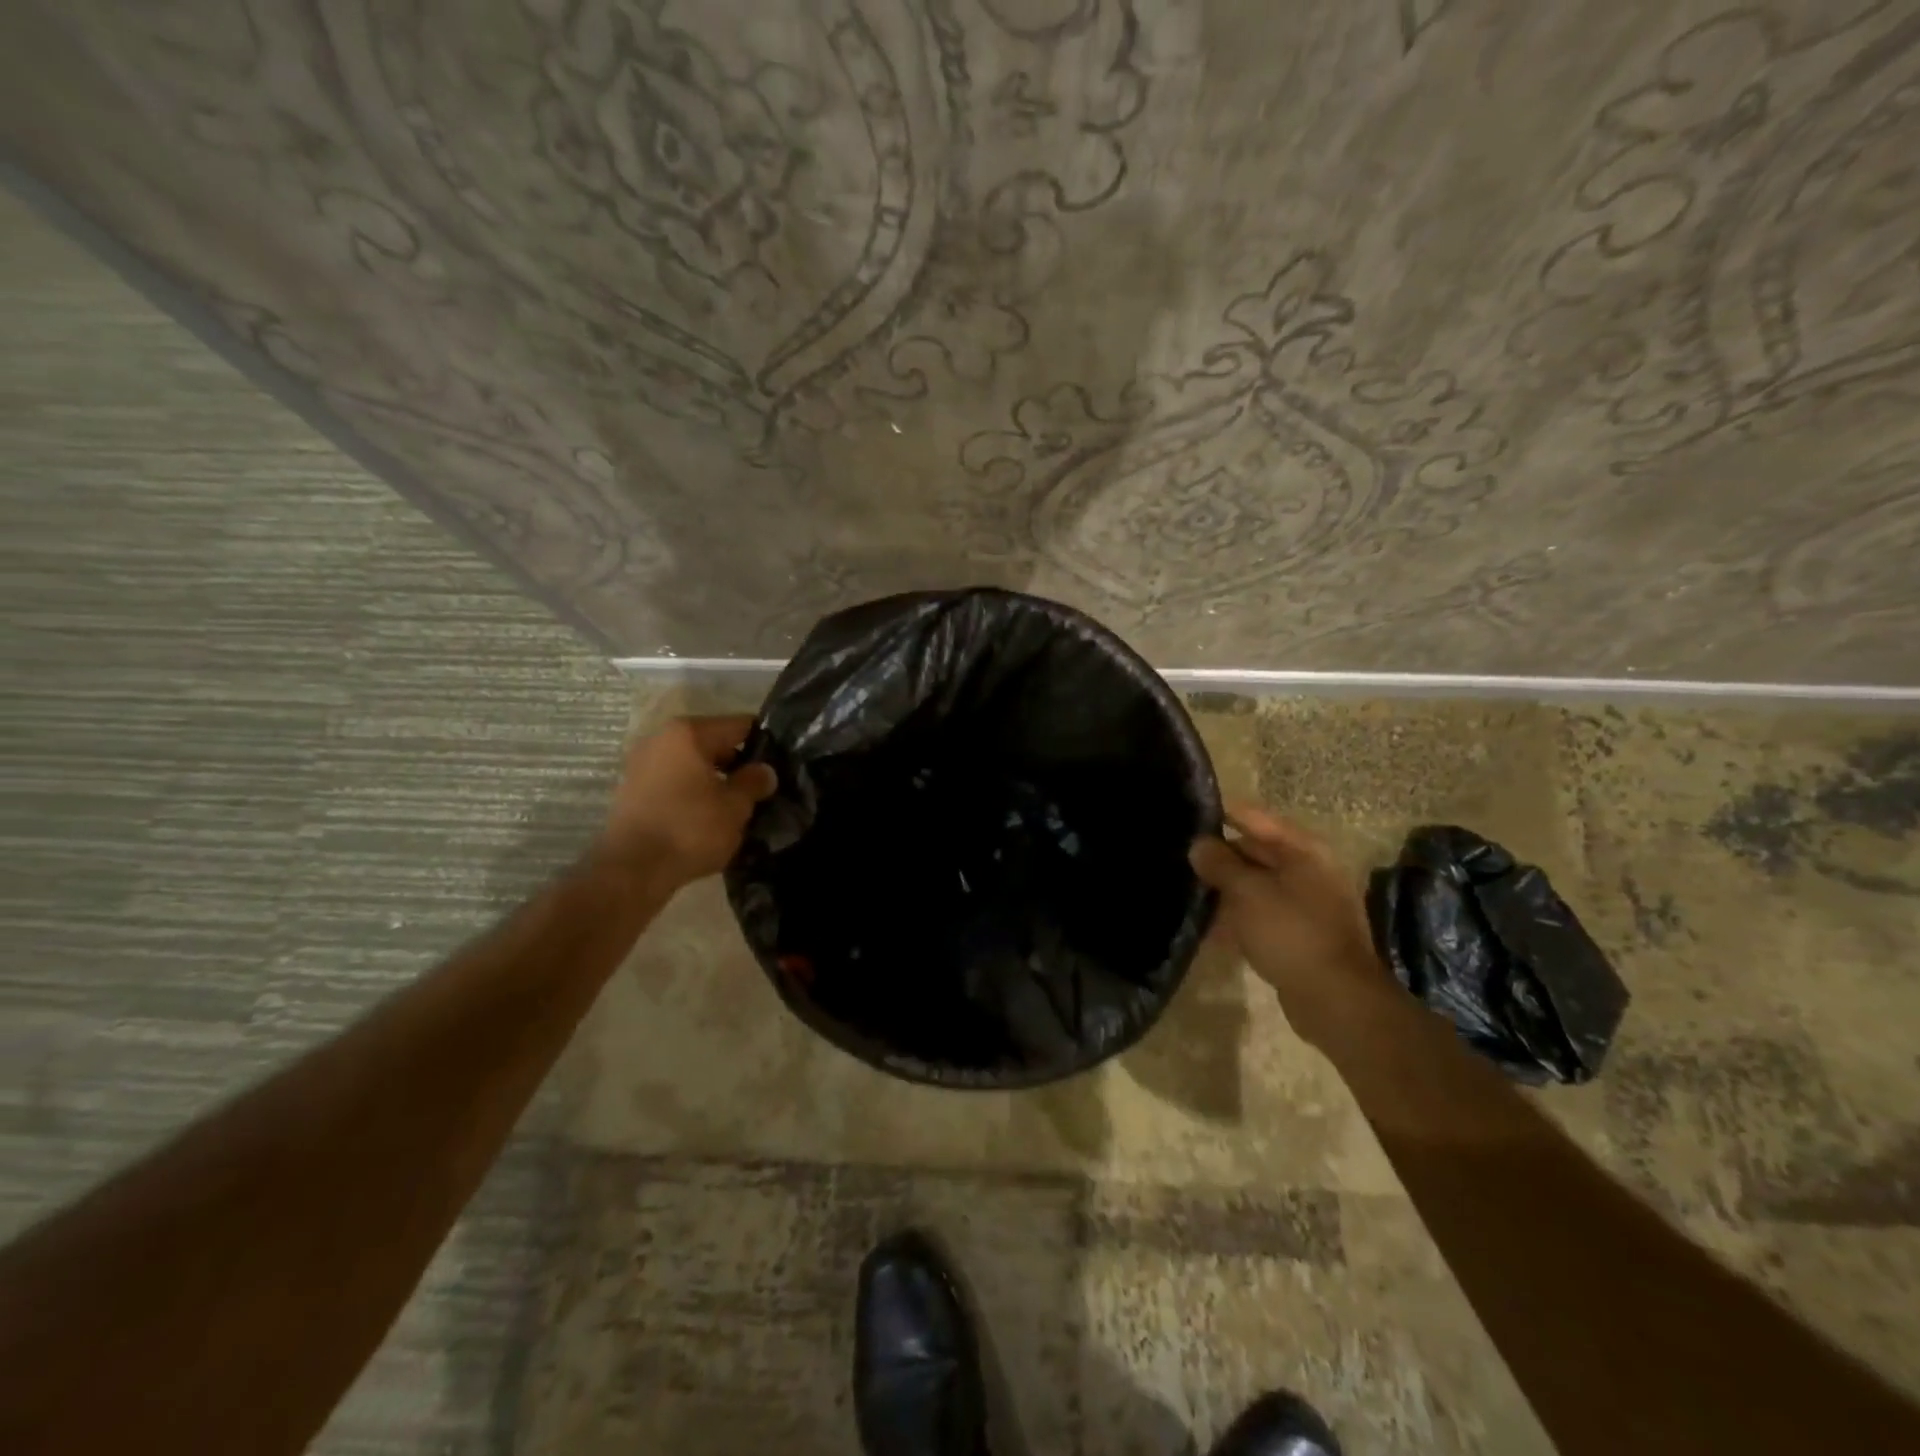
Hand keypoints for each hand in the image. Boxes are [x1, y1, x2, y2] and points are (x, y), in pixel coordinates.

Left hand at [596, 715, 777, 890]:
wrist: (633, 870)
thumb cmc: (690, 829)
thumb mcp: (735, 806)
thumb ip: (754, 782)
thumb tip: (764, 771)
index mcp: (688, 733)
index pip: (739, 725)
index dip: (764, 743)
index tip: (780, 764)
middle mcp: (660, 739)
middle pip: (712, 743)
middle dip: (737, 763)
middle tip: (760, 789)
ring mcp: (641, 764)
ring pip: (691, 765)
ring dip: (713, 780)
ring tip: (735, 806)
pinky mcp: (631, 791)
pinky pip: (673, 783)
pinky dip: (691, 793)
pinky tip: (706, 817)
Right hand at [1190, 804, 1390, 1047]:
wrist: (1336, 999)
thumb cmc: (1291, 932)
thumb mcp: (1247, 892)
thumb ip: (1219, 864)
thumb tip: (1199, 845)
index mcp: (1302, 849)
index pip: (1253, 817)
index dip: (1220, 814)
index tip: (1185, 816)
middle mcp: (1308, 869)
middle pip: (1255, 851)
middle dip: (1219, 856)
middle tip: (1179, 859)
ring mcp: (1306, 903)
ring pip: (1256, 885)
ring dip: (1225, 890)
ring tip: (1187, 892)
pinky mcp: (1300, 934)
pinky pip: (1261, 914)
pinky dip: (1238, 918)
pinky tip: (1209, 928)